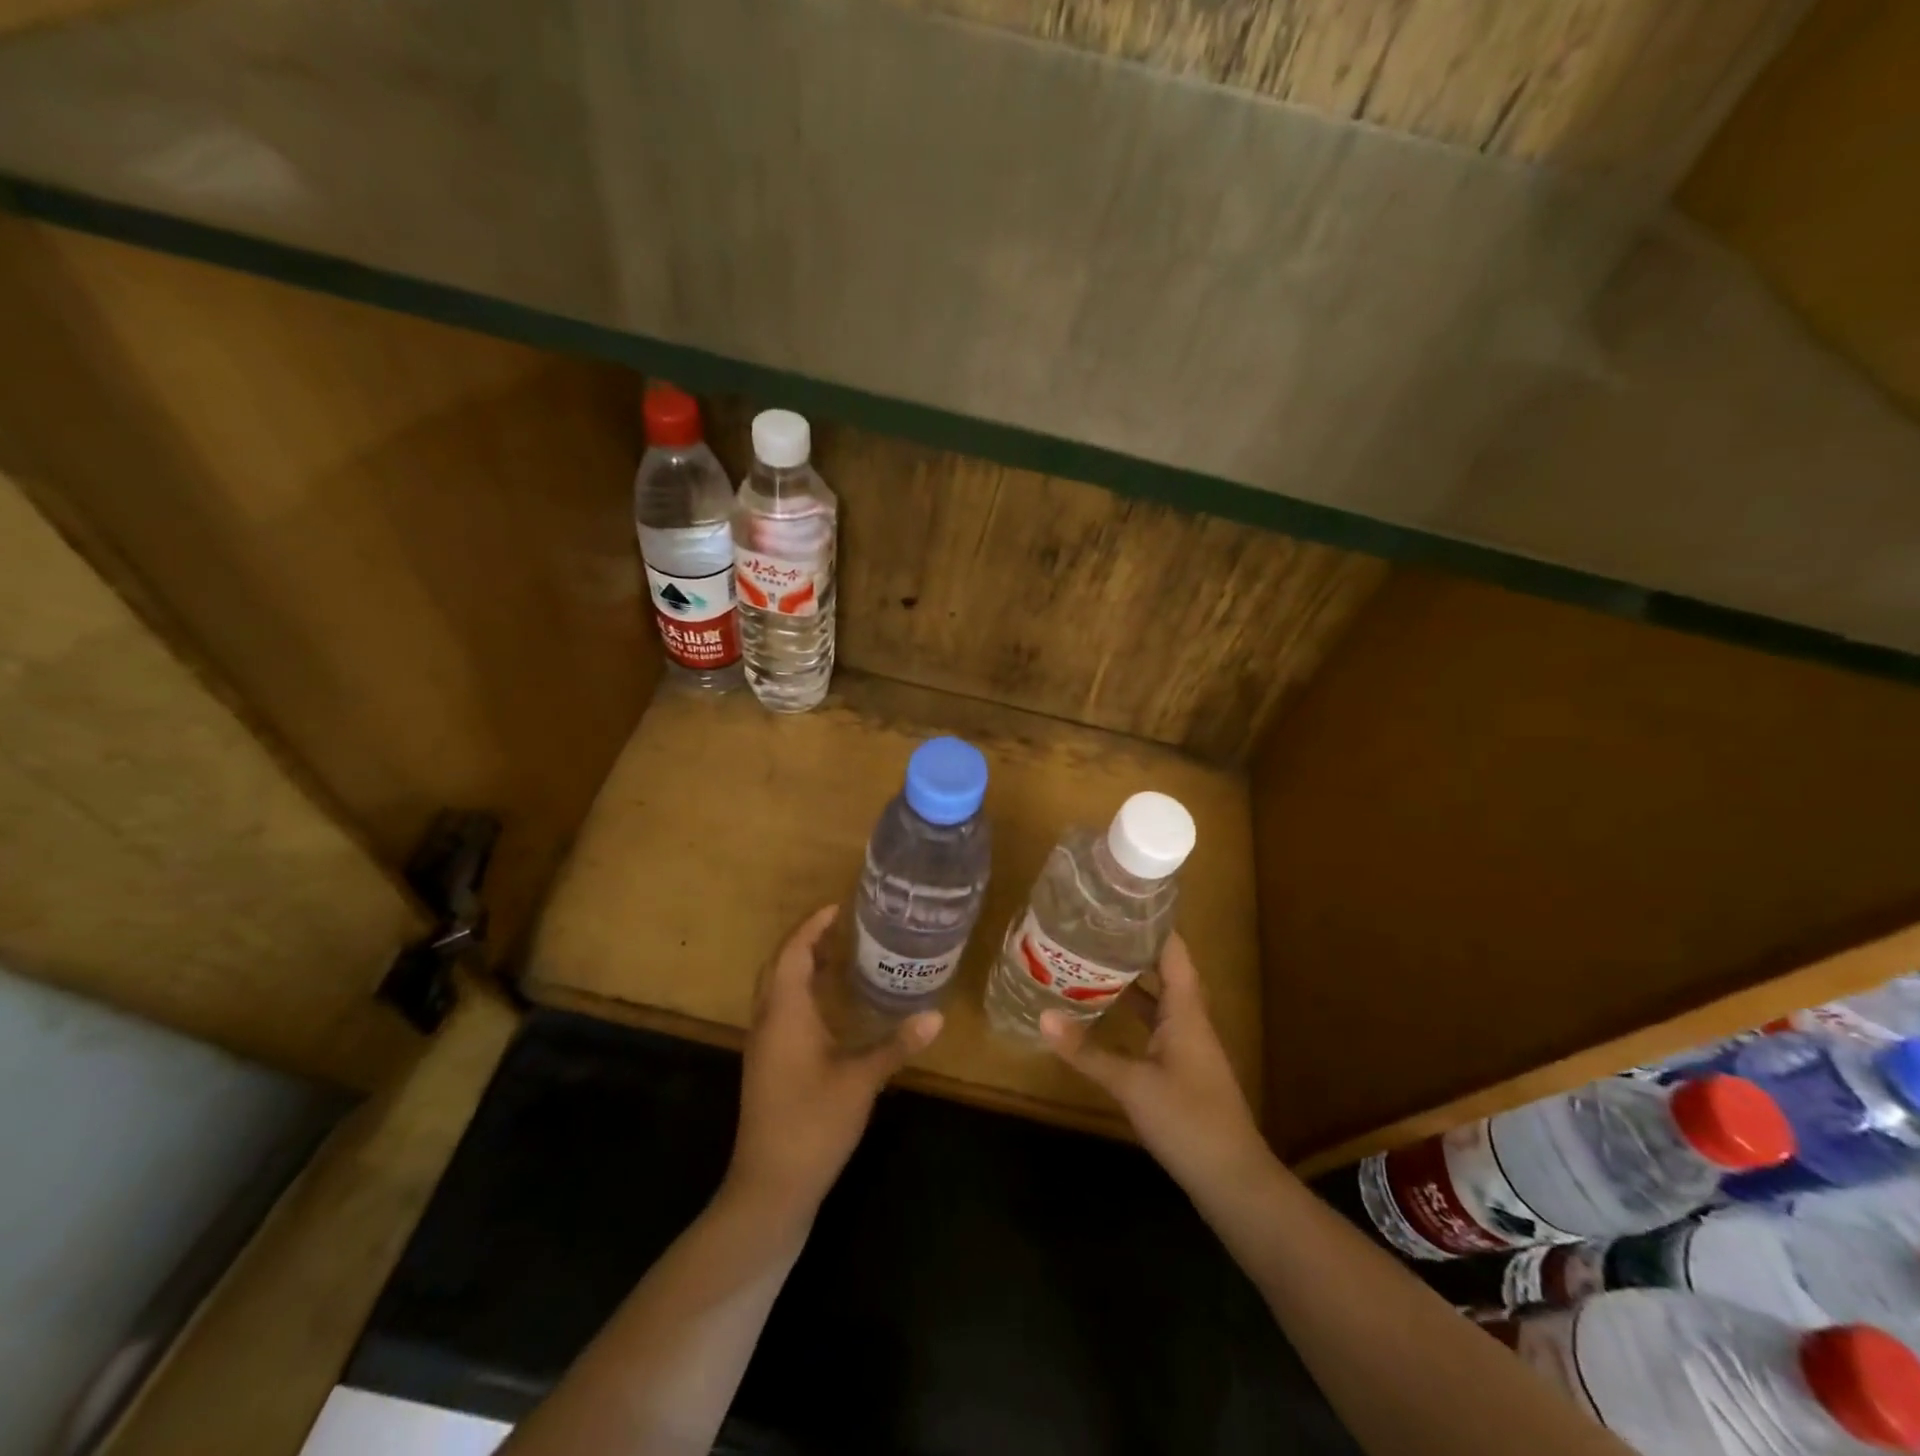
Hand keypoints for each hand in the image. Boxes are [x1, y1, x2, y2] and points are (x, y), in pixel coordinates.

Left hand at [727, 904, 942, 1219]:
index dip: (812, 926)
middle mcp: (767, 1022)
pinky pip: (779, 1011)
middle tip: (841, 926)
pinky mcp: (766, 1066)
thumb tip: (936, 1014)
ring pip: (776, 989)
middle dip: (805, 941)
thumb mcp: (861, 1082)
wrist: (769, 1187)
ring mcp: (763, 1046)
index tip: (838, 907)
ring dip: (801, 966)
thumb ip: (897, 1045)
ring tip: (838, 955)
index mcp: (785, 1014)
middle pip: (778, 966)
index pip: (792, 953)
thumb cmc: (813, 1124)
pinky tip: (828, 1006)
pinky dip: (800, 993)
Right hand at [1041, 933, 1272, 1203]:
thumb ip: (1087, 1052)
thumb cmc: (1188, 1120)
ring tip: (1091, 962)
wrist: (1233, 1181)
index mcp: (1186, 1011)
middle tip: (1092, 930)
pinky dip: (1132, 1014)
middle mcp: (1189, 1020)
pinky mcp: (1181, 1069)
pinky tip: (1105, 1015)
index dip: (1151, 925)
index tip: (1118, 903)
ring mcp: (1187, 1046)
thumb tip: (1042, 1017)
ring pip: (1158, 1000)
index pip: (1173, 951)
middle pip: (1164, 971)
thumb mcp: (1132, 1085)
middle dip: (1132, 949)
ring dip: (1131, 982)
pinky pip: (1155, 1025)